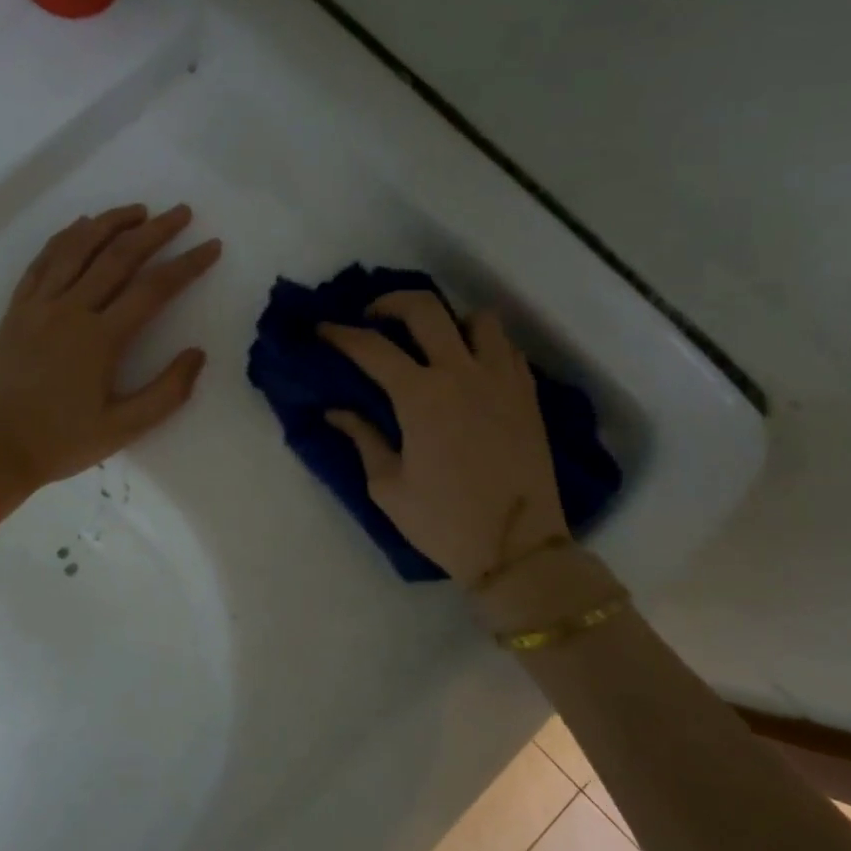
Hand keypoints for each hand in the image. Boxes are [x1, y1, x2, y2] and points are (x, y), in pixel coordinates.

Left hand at [0, 204, 221, 514]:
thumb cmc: (60, 444)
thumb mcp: (124, 429)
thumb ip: (167, 392)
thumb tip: (197, 354)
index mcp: (100, 340)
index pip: (153, 289)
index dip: (187, 264)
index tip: (211, 246)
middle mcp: (70, 311)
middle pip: (117, 257)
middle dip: (154, 231)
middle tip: (181, 212)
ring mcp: (37, 306)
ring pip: (76, 249)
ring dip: (110, 223)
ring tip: (137, 210)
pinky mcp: (14, 311)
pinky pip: (41, 262)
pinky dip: (64, 238)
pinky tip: (80, 226)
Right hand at [321, 291, 567, 585]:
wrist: (517, 548)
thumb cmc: (444, 522)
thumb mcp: (388, 487)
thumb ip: (362, 439)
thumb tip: (337, 411)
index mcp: (421, 396)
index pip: (372, 348)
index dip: (340, 334)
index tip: (322, 329)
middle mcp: (462, 373)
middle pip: (425, 309)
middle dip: (390, 302)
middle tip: (373, 319)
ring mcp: (501, 379)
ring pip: (477, 318)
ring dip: (449, 322)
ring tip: (433, 344)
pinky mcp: (527, 394)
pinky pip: (506, 347)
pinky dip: (483, 345)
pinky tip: (469, 370)